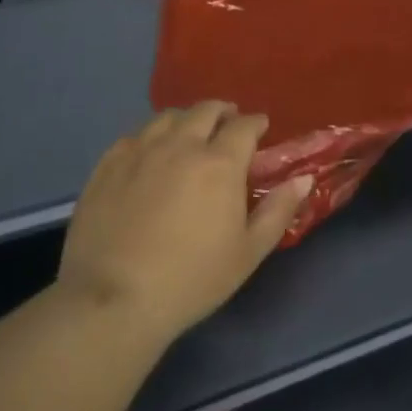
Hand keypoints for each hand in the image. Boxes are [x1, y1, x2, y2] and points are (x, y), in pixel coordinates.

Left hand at [56, 102, 311, 340]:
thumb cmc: (192, 279)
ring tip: (189, 134)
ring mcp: (140, 151)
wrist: (114, 299)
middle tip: (228, 124)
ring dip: (186, 119)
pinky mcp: (108, 165)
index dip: (256, 123)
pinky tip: (150, 152)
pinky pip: (134, 136)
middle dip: (222, 112)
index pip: (244, 126)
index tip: (260, 128)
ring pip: (167, 117)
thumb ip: (278, 210)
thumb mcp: (248, 252)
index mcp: (220, 162)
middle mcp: (181, 145)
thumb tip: (303, 178)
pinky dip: (150, 136)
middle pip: (205, 111)